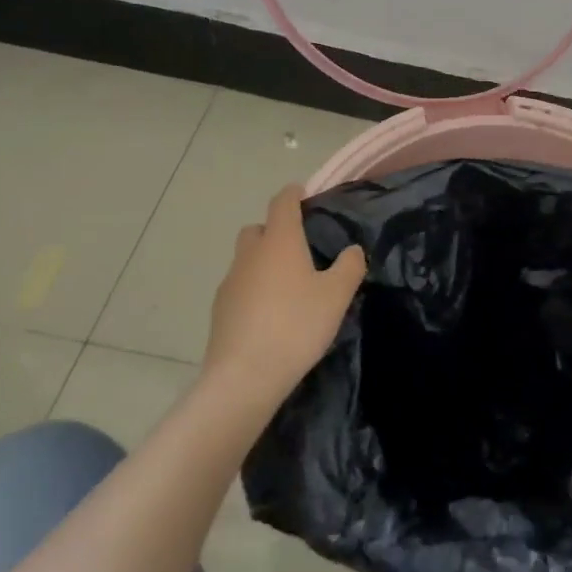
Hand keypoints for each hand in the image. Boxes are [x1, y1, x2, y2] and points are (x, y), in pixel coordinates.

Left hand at [203, 185, 365, 414]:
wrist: (244, 377)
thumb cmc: (296, 325)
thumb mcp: (337, 295)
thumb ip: (349, 266)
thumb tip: (352, 250)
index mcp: (279, 241)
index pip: (282, 202)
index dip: (293, 194)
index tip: (304, 194)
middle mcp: (250, 254)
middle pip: (258, 229)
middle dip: (275, 231)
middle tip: (300, 249)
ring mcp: (230, 282)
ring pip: (247, 260)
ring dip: (264, 263)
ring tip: (288, 287)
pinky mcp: (219, 310)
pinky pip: (240, 287)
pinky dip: (253, 290)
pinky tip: (270, 314)